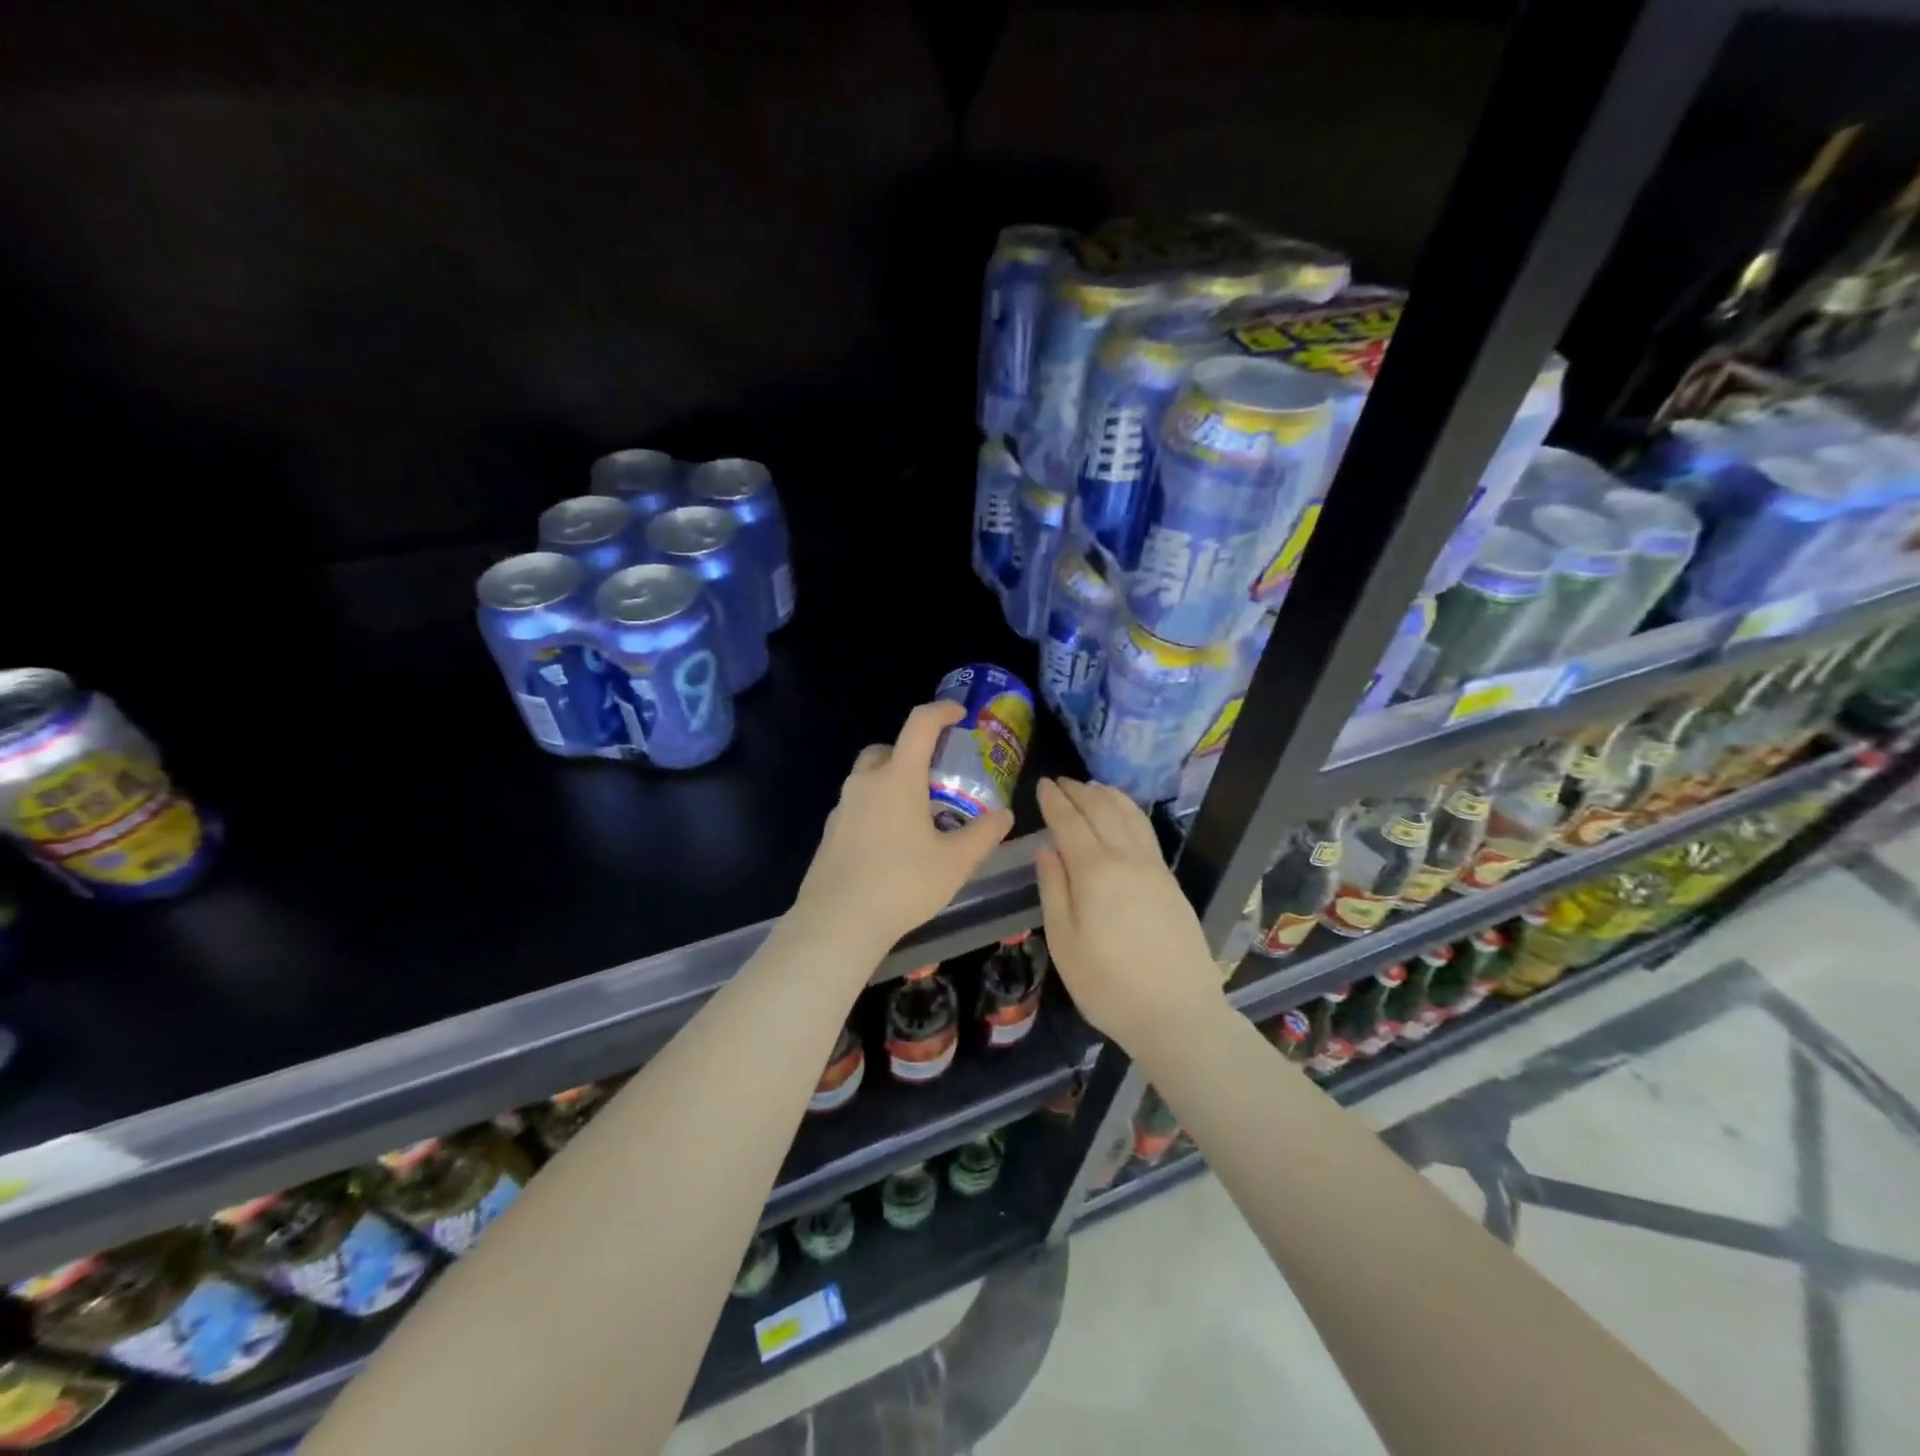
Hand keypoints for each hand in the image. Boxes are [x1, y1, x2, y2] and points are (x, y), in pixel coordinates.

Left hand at [791, 700, 1013, 955]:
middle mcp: (865, 783)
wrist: (838, 922)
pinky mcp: (830, 831)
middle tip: (935, 777)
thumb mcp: (955, 862)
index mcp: (898, 778)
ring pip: (869, 777)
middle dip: (911, 752)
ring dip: (892, 781)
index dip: (941, 711)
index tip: (959, 715)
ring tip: (917, 815)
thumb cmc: (902, 884)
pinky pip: (857, 804)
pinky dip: (877, 807)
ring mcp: (842, 807)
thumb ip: (983, 834)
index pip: (919, 725)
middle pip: (887, 749)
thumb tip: (1004, 814)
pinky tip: (892, 843)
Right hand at [1034, 778, 1223, 1052]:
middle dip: (1079, 791)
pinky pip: (1146, 832)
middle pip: (1102, 810)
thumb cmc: (1108, 985)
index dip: (1054, 801)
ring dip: (1108, 796)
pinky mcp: (1171, 882)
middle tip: (1061, 782)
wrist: (1178, 1014)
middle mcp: (1128, 858)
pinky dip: (1129, 812)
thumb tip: (1047, 849)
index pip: (1070, 822)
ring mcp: (1155, 868)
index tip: (1042, 784)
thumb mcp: (1064, 943)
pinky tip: (1124, 817)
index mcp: (1095, 871)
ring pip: (1130, 816)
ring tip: (1091, 787)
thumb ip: (1054, 890)